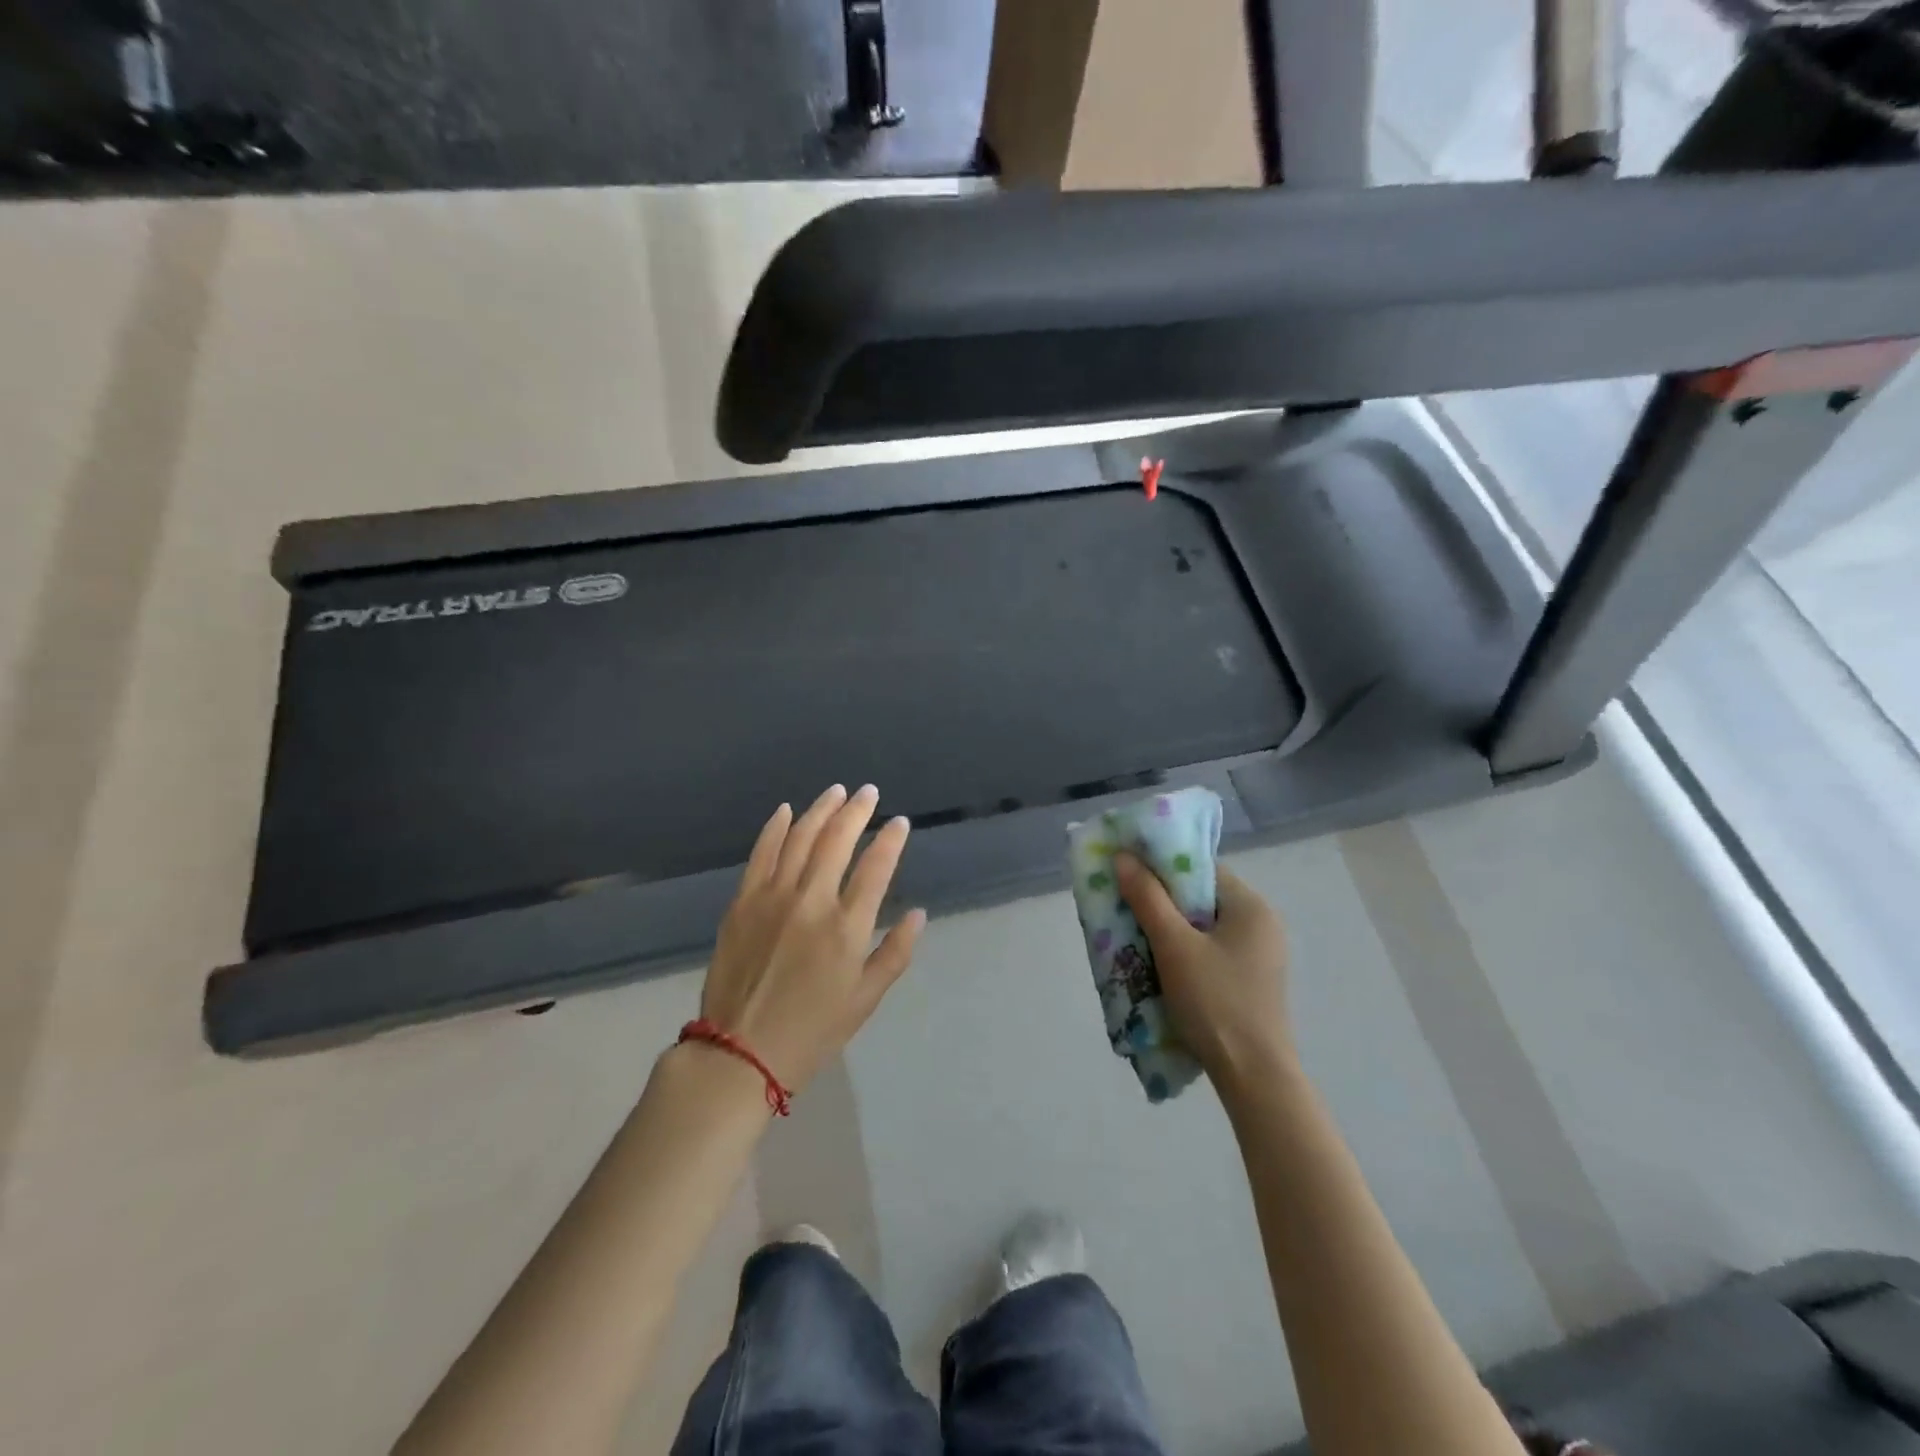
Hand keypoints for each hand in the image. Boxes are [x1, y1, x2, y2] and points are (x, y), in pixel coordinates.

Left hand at [697, 784, 925, 1097]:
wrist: (739, 1052)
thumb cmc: (812, 1031)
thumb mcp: (866, 1000)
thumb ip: (896, 953)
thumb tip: (918, 913)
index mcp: (846, 928)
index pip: (876, 867)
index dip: (891, 840)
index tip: (899, 822)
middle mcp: (811, 901)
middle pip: (837, 840)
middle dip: (857, 810)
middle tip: (868, 792)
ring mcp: (772, 897)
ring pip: (800, 837)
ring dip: (820, 810)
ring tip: (836, 792)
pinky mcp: (742, 902)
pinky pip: (761, 853)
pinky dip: (775, 827)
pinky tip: (787, 810)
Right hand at [1115, 855, 1291, 1087]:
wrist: (1254, 1077)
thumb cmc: (1215, 1002)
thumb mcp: (1174, 946)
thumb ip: (1148, 898)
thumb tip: (1123, 857)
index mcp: (1251, 906)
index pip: (1201, 868)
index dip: (1162, 865)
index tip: (1128, 871)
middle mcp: (1261, 924)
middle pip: (1201, 897)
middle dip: (1161, 900)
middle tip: (1124, 904)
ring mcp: (1259, 955)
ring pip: (1203, 927)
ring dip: (1169, 927)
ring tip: (1134, 934)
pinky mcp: (1251, 981)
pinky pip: (1210, 951)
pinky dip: (1184, 950)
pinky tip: (1159, 964)